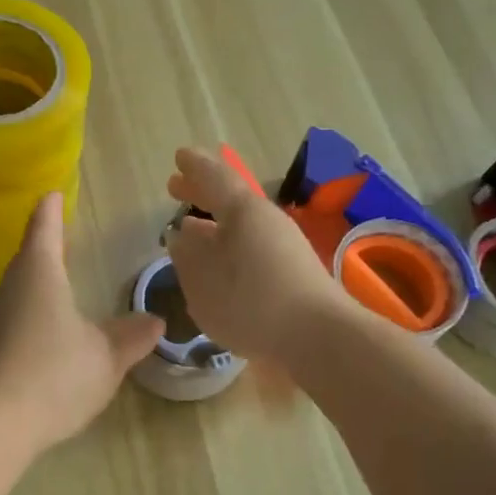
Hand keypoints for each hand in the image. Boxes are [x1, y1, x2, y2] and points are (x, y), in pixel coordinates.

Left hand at [0, 193, 165, 452]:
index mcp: (39, 274)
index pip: (44, 229)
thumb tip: (154, 320)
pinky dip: (31, 313)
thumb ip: (131, 337)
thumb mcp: (106, 357)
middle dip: (44, 244)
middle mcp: (10, 288)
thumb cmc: (55, 374)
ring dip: (37, 281)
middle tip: (60, 234)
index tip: (52, 193)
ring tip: (57, 281)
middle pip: (27, 257)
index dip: (50, 210)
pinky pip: (13, 318)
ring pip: (18, 289)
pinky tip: (45, 332)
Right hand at [165, 146, 340, 363]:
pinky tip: (219, 262)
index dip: (194, 168)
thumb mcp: (203, 282)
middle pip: (230, 198)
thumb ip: (187, 256)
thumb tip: (180, 237)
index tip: (178, 157)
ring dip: (214, 222)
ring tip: (190, 227)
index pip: (214, 178)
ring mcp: (283, 245)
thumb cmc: (252, 303)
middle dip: (201, 192)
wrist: (319, 337)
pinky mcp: (291, 271)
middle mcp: (265, 220)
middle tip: (175, 186)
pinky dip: (229, 244)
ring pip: (240, 224)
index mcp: (242, 212)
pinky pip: (251, 244)